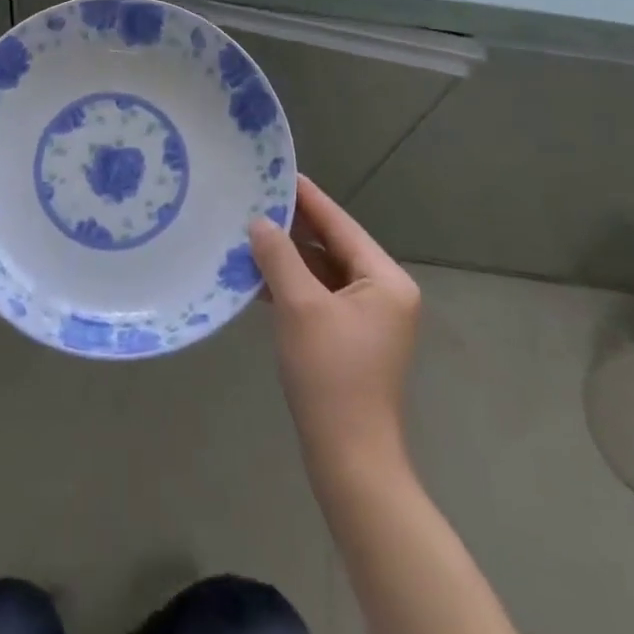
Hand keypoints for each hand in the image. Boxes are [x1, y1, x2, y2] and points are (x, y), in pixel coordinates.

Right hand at [249, 174, 420, 468]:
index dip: (307, 198)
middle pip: (333, 246)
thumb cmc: (330, 376)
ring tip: (249, 232)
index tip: (278, 172)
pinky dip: (293, 285)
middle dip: (294, 227)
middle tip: (255, 199)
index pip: (340, 225)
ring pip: (323, 272)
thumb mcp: (300, 307)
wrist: (350, 461)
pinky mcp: (351, 339)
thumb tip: (259, 222)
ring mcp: (369, 318)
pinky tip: (258, 276)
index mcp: (385, 280)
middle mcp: (383, 292)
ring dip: (289, 257)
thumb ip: (279, 256)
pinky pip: (320, 296)